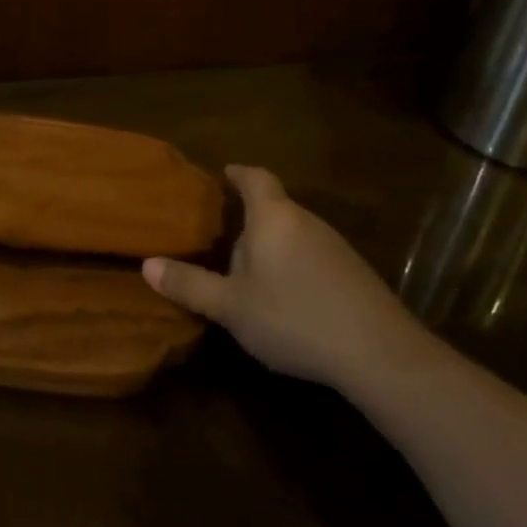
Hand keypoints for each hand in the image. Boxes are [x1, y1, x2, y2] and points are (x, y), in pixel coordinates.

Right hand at [144, 165, 416, 390]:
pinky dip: (294, 266)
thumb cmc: (293, 316)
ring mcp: (335, 246)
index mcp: (273, 217)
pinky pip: (313, 256)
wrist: (378, 352)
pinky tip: (287, 298)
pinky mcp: (354, 273)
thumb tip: (147, 264)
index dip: (237, 174)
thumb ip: (190, 284)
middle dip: (249, 221)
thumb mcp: (231, 306)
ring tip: (250, 274)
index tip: (223, 174)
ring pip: (294, 234)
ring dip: (272, 246)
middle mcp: (306, 220)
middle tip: (223, 239)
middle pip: (274, 207)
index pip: (254, 178)